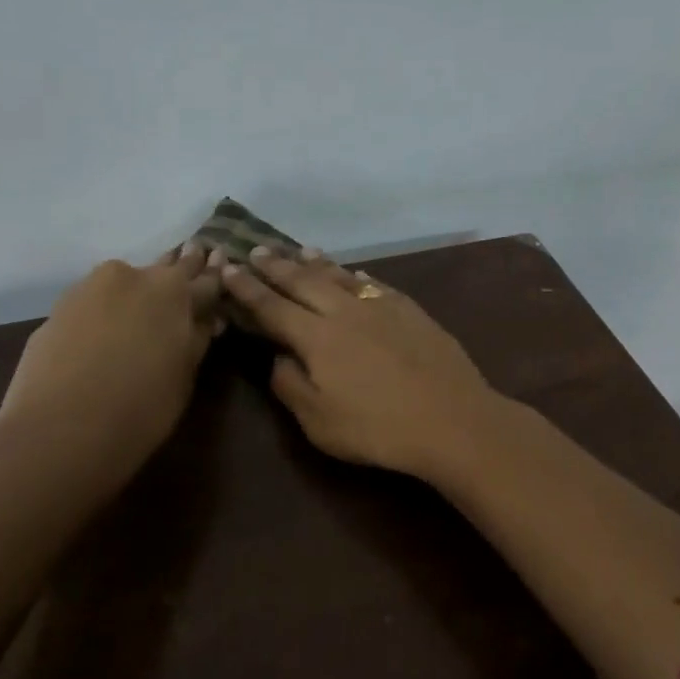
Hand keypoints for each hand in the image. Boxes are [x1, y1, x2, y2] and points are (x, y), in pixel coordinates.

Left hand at [0, 244, 224, 491]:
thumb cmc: (142, 405)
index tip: (223, 261)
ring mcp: (89, 289)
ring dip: (139, 288)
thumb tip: (206, 318)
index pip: (206, 277)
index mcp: (174, 290)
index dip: (216, 274)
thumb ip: (196, 336)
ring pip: (124, 281)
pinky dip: (107, 308)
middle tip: (193, 258)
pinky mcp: (56, 309)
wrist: (59, 431)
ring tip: (149, 299)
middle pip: (164, 267)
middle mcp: (133, 276)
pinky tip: (109, 325)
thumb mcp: (186, 373)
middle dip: (180, 266)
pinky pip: (94, 302)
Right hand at [219, 249, 504, 481]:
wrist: (451, 418)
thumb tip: (278, 356)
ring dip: (317, 263)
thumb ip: (291, 384)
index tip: (229, 269)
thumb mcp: (318, 421)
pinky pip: (376, 285)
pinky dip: (358, 277)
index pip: (272, 307)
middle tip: (258, 249)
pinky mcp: (412, 311)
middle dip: (277, 266)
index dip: (248, 288)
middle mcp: (346, 312)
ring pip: (341, 277)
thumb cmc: (378, 429)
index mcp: (317, 337)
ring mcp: (382, 307)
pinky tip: (354, 273)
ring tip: (300, 250)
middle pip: (304, 282)